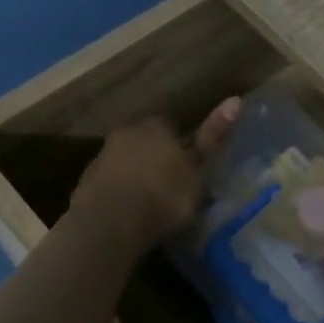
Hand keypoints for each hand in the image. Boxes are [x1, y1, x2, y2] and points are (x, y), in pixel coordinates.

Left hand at [69, 98, 240, 253]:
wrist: (110, 222)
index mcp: (157, 126)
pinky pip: (110, 183)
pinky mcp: (87, 181)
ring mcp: (103, 156)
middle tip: (171, 186)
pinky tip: (129, 213)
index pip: (172, 127)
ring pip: (126, 161)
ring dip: (136, 175)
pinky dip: (119, 193)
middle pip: (146, 142)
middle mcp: (127, 132)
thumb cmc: (164, 195)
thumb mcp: (198, 169)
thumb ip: (213, 137)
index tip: (189, 169)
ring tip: (150, 203)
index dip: (181, 148)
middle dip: (156, 159)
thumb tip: (236, 100)